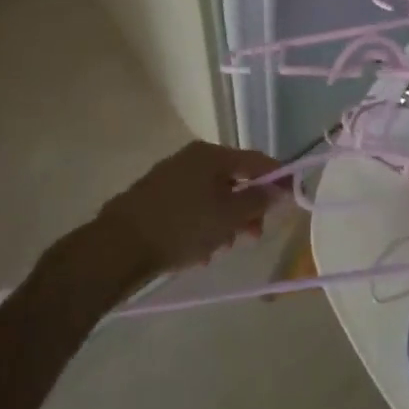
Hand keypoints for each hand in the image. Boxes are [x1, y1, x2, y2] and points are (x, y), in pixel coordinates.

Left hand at [90, 140, 285, 276]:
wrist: (116, 248)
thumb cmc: (181, 227)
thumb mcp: (228, 216)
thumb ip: (259, 200)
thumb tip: (280, 188)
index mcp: (211, 155)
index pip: (257, 160)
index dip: (278, 178)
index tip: (292, 199)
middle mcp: (191, 159)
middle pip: (234, 180)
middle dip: (248, 209)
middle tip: (253, 236)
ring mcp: (171, 177)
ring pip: (212, 197)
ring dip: (225, 222)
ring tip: (221, 250)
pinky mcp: (155, 199)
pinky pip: (192, 208)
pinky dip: (202, 226)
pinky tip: (199, 253)